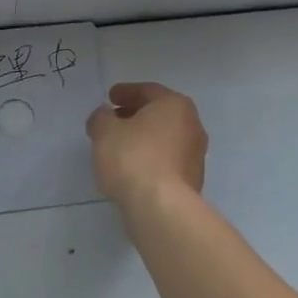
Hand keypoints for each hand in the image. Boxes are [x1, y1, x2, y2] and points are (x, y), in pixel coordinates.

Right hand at [85, 82, 206, 207]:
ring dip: (143, 139)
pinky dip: (150, 159)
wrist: (161, 206)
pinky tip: (132, 169)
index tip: (110, 97)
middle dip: (135, 116)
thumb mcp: (104, 131)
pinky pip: (166, 161)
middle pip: (159, 114)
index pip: (148, 91)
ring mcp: (196, 155)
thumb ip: (101, 118)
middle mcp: (192, 126)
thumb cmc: (133, 158)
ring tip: (119, 147)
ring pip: (164, 139)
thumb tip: (106, 117)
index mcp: (175, 105)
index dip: (125, 92)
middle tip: (113, 120)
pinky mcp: (192, 181)